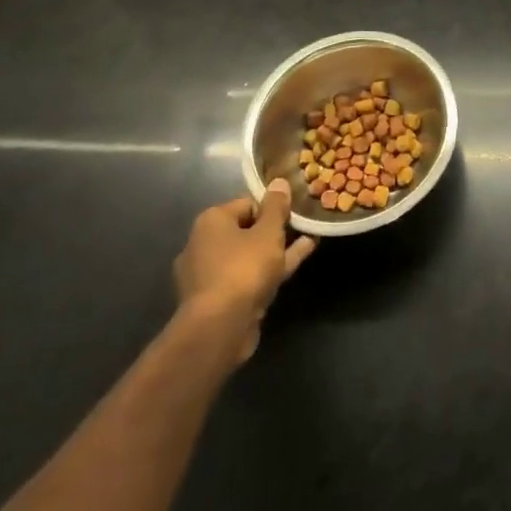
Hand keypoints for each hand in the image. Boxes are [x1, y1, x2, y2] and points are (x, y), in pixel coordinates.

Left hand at [173, 181, 314, 363]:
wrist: (218, 329)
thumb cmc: (243, 269)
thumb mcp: (268, 232)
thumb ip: (276, 206)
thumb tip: (279, 182)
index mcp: (211, 222)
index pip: (247, 203)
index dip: (272, 206)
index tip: (293, 212)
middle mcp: (203, 245)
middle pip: (246, 230)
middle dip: (274, 229)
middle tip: (301, 226)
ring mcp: (208, 275)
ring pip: (248, 255)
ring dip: (276, 250)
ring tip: (308, 241)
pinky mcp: (216, 300)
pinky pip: (247, 276)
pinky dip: (269, 269)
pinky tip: (297, 262)